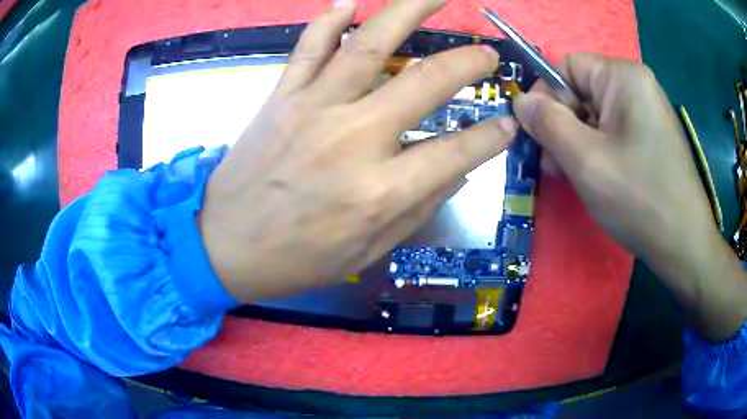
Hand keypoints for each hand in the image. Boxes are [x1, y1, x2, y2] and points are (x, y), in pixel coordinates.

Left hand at [199, 0, 516, 301]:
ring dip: (408, 11)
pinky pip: (307, 48)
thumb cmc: (296, 259)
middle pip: (426, 81)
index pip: (457, 151)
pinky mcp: (280, 97)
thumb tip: (456, 170)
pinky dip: (327, 22)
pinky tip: (347, 3)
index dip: (491, 136)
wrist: (222, 245)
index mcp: (380, 191)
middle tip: (487, 51)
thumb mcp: (367, 252)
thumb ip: (417, 208)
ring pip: (369, 44)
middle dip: (467, 62)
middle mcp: (353, 138)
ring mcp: (313, 109)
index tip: (509, 122)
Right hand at [514, 53, 746, 340]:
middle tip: (555, 166)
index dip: (547, 97)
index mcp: (623, 77)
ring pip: (596, 113)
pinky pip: (613, 130)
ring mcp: (647, 110)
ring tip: (574, 176)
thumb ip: (547, 124)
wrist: (684, 244)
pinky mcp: (651, 134)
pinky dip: (598, 150)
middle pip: (582, 91)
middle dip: (563, 125)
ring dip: (578, 141)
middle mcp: (636, 84)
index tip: (540, 137)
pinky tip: (597, 177)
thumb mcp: (586, 161)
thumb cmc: (639, 199)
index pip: (568, 67)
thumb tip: (520, 101)